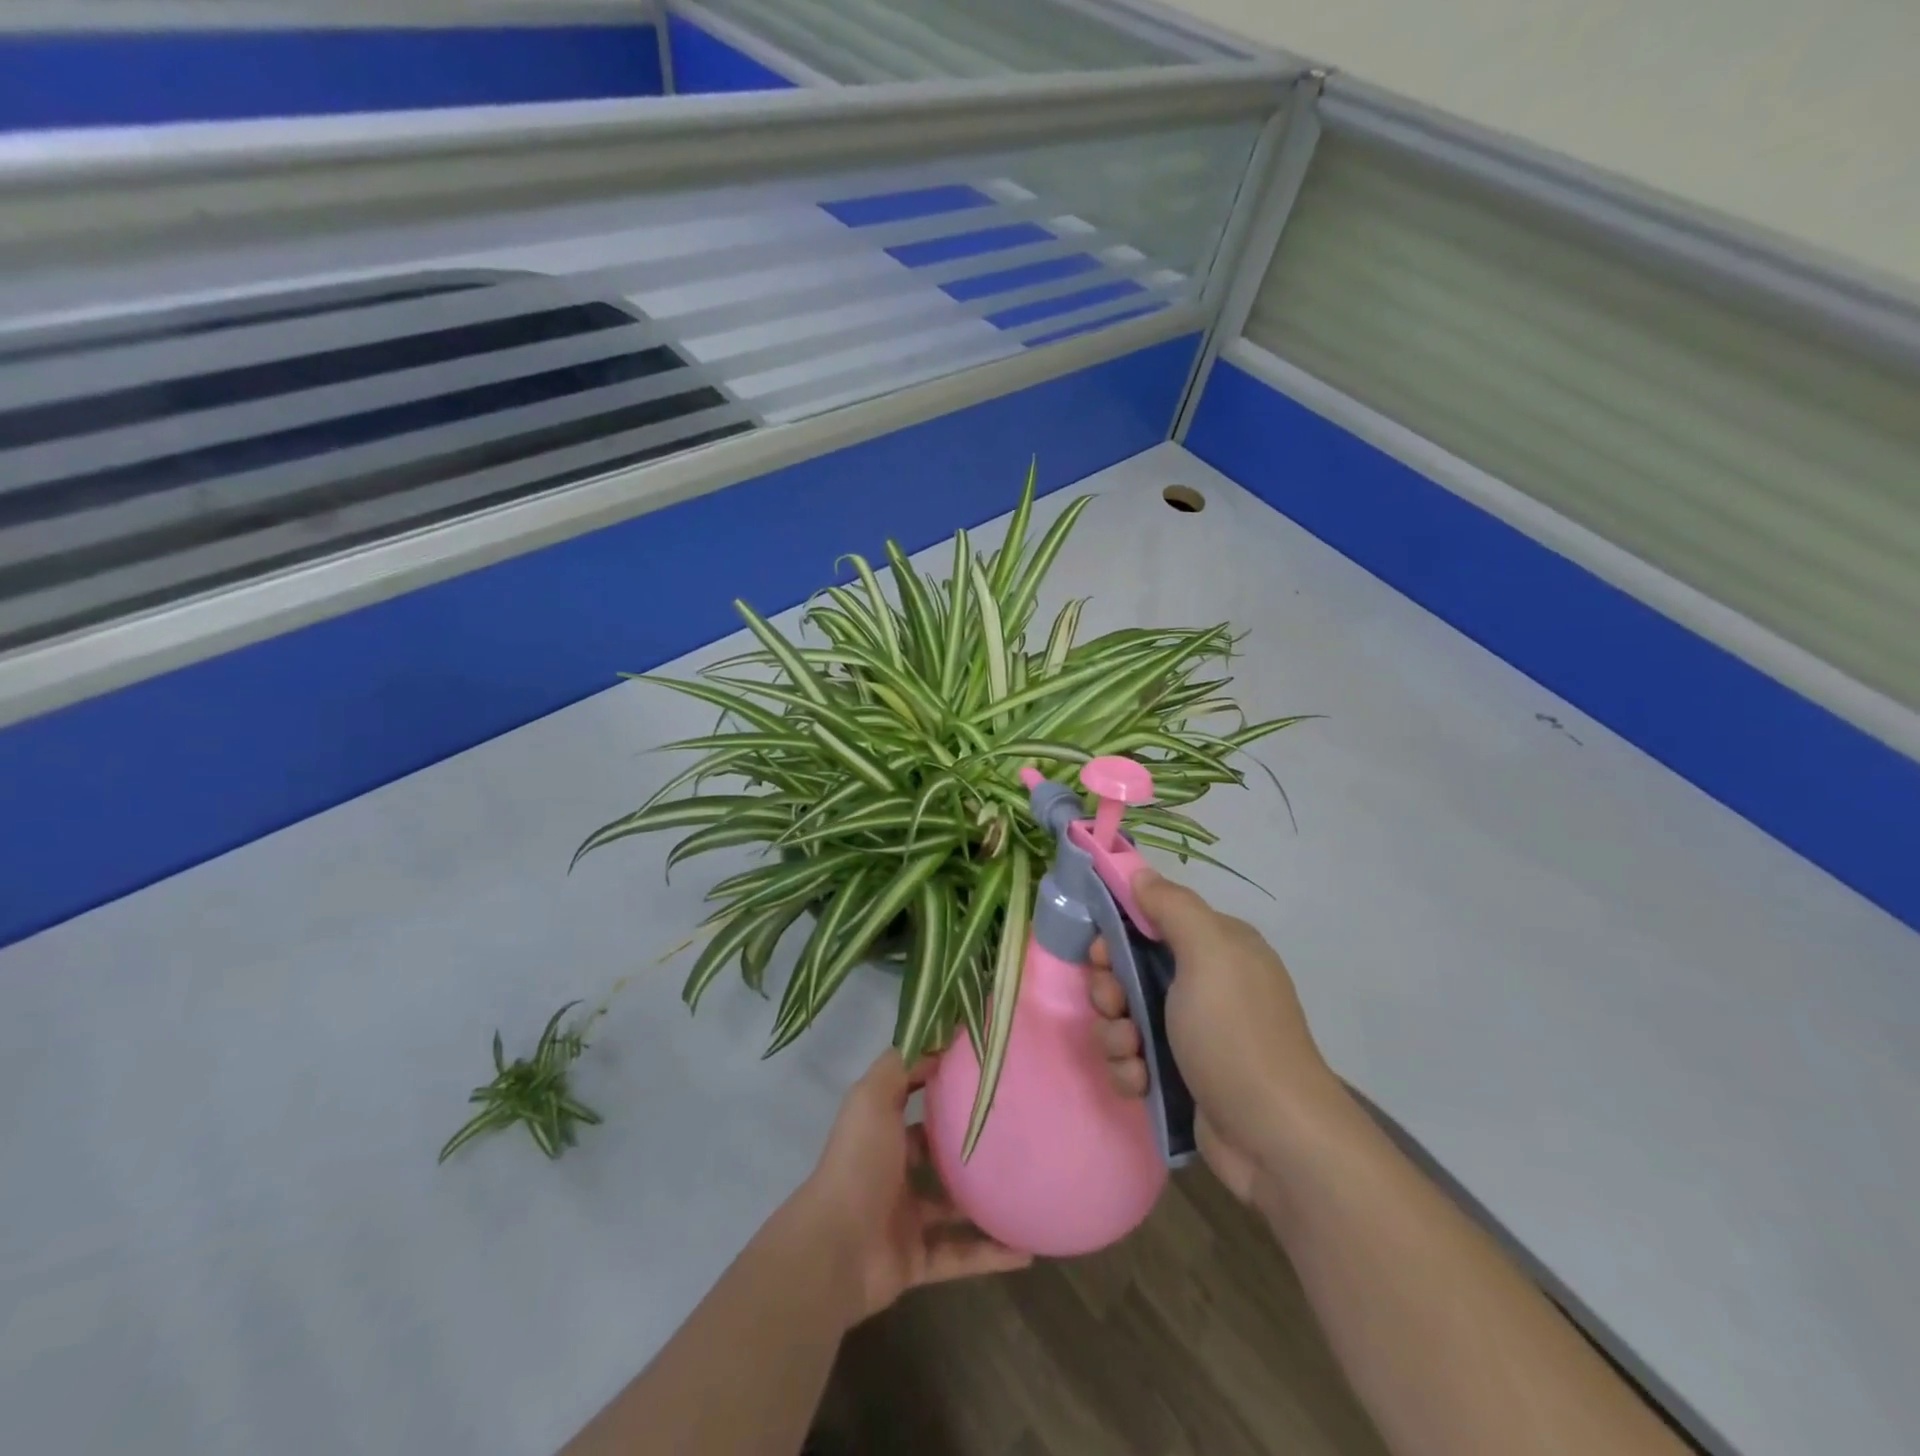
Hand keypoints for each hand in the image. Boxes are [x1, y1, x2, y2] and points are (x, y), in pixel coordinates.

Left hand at [797, 1050, 1030, 1323]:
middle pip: (937, 1153)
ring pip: (953, 1206)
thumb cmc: (859, 1162)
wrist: (835, 1249)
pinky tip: (1027, 1248)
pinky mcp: (918, 1260)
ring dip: (985, 1199)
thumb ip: (901, 1066)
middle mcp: (893, 1170)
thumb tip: (938, 1042)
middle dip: (969, 1143)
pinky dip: (991, 1254)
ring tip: (1029, 1185)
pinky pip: (961, 1255)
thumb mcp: (874, 1096)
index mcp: (881, 1131)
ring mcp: (906, 1217)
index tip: (985, 1074)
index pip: (914, 1102)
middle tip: (1018, 1129)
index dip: (943, 1086)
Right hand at [1088, 871, 1340, 1203]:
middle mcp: (1204, 984)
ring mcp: (1191, 1033)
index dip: (1118, 933)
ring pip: (1124, 1016)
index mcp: (1215, 947)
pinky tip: (1141, 1081)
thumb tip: (1140, 873)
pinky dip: (1129, 1068)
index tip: (1101, 954)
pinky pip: (1132, 1057)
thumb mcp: (1208, 953)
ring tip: (1131, 1053)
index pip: (1152, 920)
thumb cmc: (1235, 1033)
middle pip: (1129, 969)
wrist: (1273, 1139)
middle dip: (1110, 989)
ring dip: (1115, 1033)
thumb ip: (1171, 907)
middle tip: (1115, 1006)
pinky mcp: (1179, 1076)